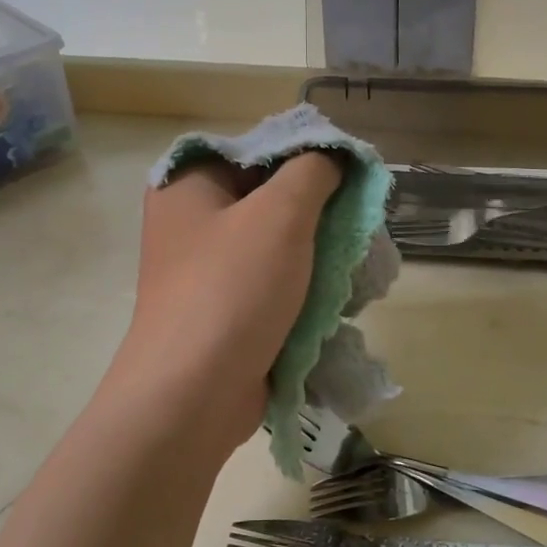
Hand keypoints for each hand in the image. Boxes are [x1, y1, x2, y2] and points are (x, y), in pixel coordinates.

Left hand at [114, 152, 343, 445]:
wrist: (192, 397)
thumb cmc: (231, 291)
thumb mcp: (280, 214)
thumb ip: (313, 170)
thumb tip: (334, 156)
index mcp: (188, 184)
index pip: (258, 149)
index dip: (308, 156)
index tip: (352, 178)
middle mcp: (192, 221)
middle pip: (269, 196)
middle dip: (320, 212)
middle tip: (358, 225)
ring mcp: (207, 270)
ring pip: (277, 244)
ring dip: (318, 254)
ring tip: (354, 265)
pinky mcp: (226, 310)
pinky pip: (274, 283)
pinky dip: (305, 288)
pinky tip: (337, 298)